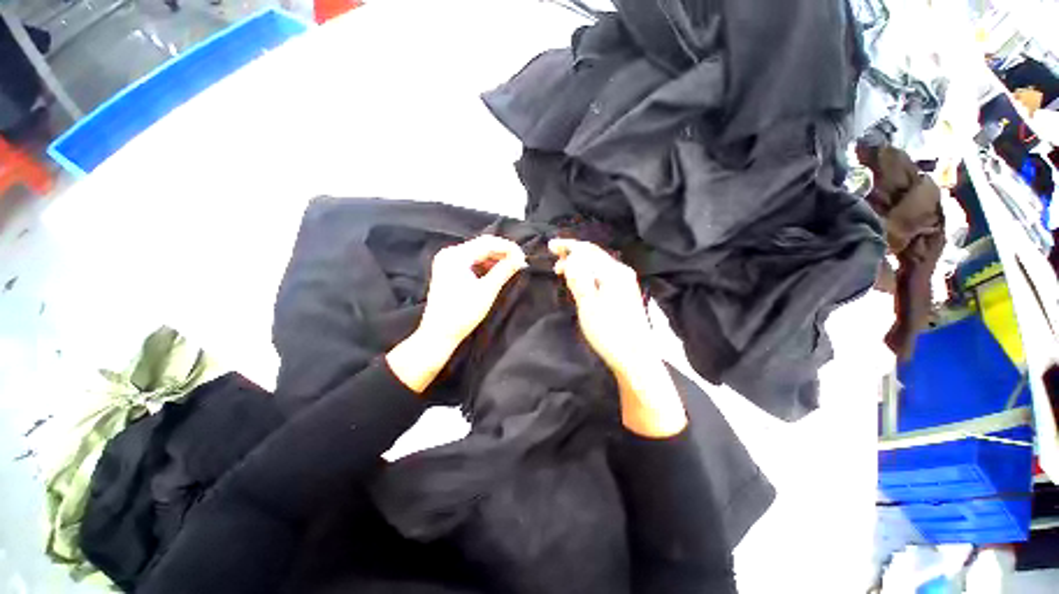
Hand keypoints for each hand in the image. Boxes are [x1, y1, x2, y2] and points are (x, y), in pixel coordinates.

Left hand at [388, 236, 525, 393]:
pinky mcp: (449, 271)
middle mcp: (450, 254)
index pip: (487, 242)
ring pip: (478, 254)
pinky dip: (485, 266)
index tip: (523, 257)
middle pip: (482, 246)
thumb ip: (504, 271)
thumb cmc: (463, 313)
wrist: (439, 333)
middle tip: (520, 262)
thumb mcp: (487, 290)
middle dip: (502, 253)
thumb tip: (520, 259)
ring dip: (495, 259)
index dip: (508, 247)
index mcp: (456, 256)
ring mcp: (448, 262)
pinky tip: (497, 272)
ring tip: (511, 267)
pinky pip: (471, 262)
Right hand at [549, 238, 651, 376]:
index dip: (568, 246)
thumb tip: (570, 258)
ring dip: (580, 263)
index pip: (587, 250)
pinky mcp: (625, 292)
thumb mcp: (588, 305)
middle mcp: (621, 272)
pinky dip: (588, 272)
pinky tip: (581, 279)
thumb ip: (579, 279)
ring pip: (598, 264)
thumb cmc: (609, 332)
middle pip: (594, 254)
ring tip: (563, 269)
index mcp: (613, 272)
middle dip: (573, 253)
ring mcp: (625, 282)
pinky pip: (602, 273)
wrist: (635, 356)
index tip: (550, 246)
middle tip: (554, 258)